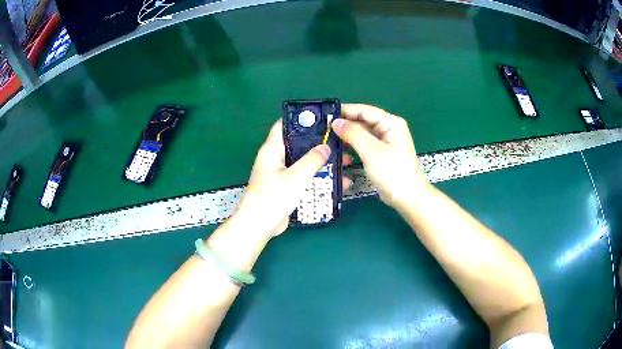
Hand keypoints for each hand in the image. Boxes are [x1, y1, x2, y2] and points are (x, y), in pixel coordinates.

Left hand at [234, 120, 351, 238]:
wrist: (260, 226)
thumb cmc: (273, 198)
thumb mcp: (294, 177)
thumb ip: (311, 161)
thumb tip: (325, 147)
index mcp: (272, 150)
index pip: (284, 126)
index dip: (301, 120)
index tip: (322, 119)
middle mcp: (276, 158)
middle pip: (299, 144)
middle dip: (319, 144)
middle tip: (340, 142)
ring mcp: (282, 173)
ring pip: (304, 162)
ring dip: (322, 162)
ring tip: (345, 162)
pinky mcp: (287, 187)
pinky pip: (305, 177)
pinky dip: (319, 177)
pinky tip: (337, 182)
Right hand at [332, 104, 428, 208]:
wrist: (408, 198)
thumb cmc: (393, 173)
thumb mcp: (372, 151)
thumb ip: (353, 134)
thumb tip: (336, 122)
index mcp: (391, 123)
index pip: (364, 110)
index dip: (345, 110)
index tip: (326, 115)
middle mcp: (388, 128)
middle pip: (363, 121)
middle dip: (345, 124)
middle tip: (324, 129)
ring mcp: (385, 142)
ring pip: (362, 133)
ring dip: (347, 136)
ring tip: (329, 139)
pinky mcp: (381, 154)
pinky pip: (364, 144)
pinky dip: (353, 146)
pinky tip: (341, 150)